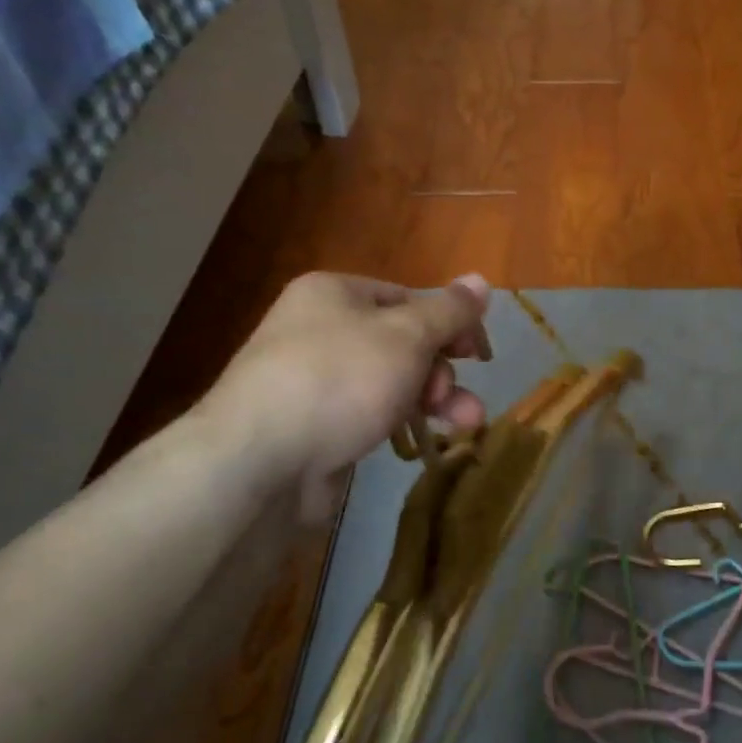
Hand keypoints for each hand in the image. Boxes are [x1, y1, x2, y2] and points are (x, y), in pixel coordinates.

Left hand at [196, 272, 491, 520]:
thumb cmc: (340, 380)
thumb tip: (482, 280)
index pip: (408, 298)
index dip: (450, 323)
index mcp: (335, 294)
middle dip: (441, 370)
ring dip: (433, 400)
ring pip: (391, 382)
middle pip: (402, 342)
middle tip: (455, 397)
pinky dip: (400, 421)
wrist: (259, 461)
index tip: (479, 354)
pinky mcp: (316, 426)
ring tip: (467, 423)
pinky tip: (423, 440)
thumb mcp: (406, 337)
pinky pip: (370, 413)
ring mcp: (316, 381)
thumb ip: (449, 312)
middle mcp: (322, 330)